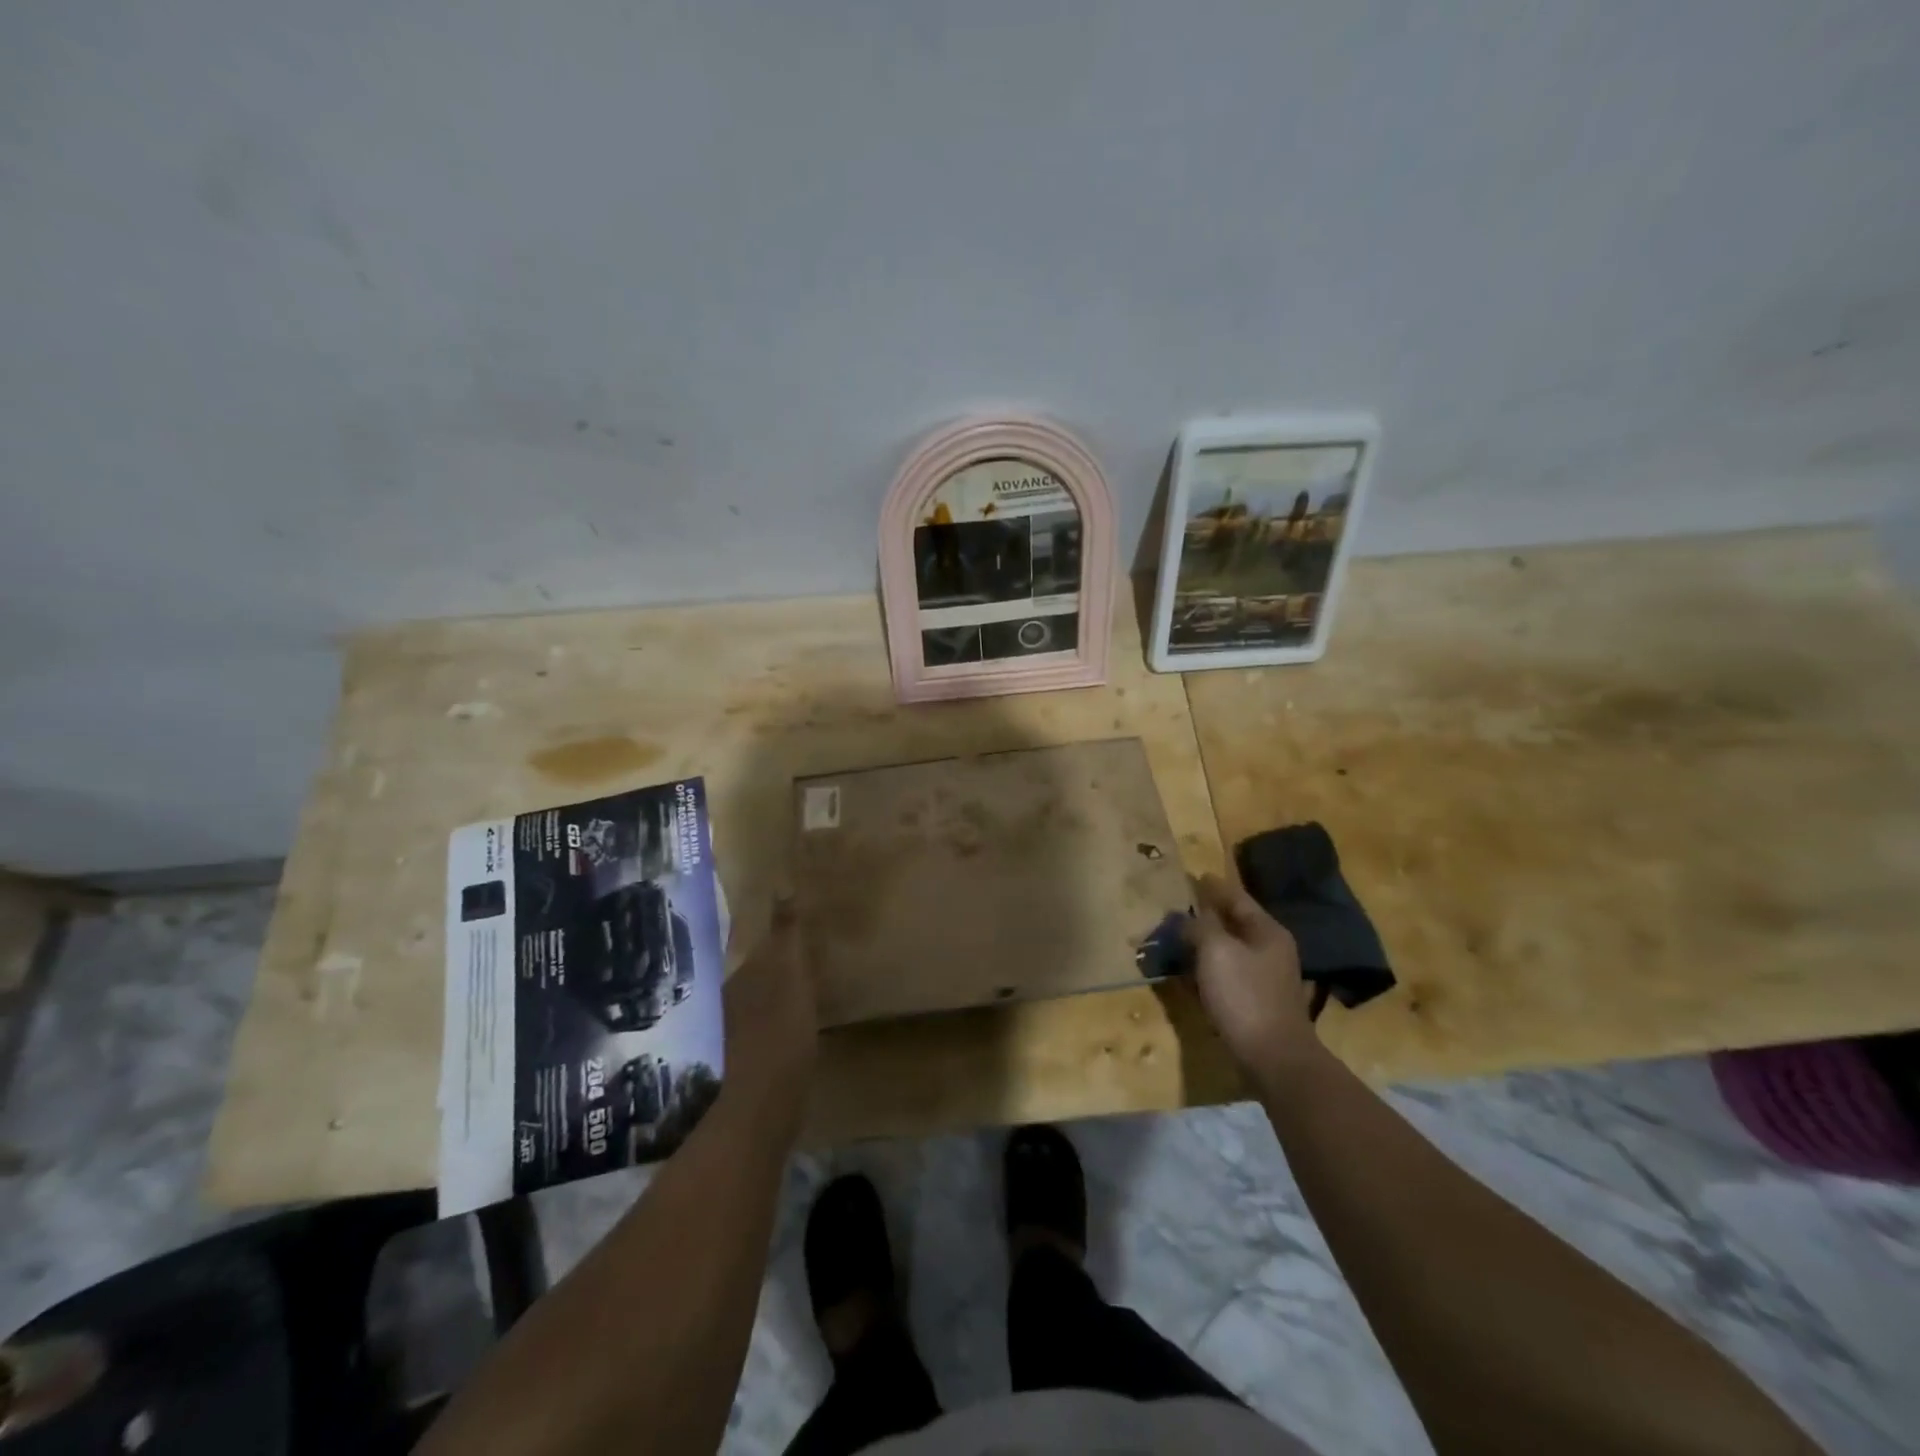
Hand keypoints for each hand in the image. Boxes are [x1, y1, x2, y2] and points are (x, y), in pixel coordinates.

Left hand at [720, 896, 817, 1136]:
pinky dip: (788, 1001)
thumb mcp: (788, 973)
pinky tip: (806, 1005)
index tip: (791, 908)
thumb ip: (784, 933)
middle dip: (777, 948)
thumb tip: (782, 886)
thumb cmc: (780, 1028)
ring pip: (765, 988)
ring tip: (810, 963)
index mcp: (741, 973)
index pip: (753, 937)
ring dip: (783, 975)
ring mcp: (745, 1025)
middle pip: (758, 962)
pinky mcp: (760, 1050)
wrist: (767, 1101)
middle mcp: (736, 995)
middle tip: (807, 931)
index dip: (771, 923)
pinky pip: (775, 1012)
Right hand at [1186, 874, 1319, 1085]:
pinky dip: (1207, 969)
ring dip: (1203, 944)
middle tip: (1178, 908)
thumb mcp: (1216, 951)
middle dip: (1206, 916)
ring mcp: (1265, 979)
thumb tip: (1185, 916)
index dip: (1213, 886)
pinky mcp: (1255, 1003)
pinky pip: (1226, 975)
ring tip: (1177, 939)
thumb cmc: (1244, 995)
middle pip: (1233, 924)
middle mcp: (1270, 950)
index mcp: (1267, 931)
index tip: (1194, 876)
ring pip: (1228, 951)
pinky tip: (1188, 974)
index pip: (1236, 898)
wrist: (1273, 1058)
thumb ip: (1199, 926)